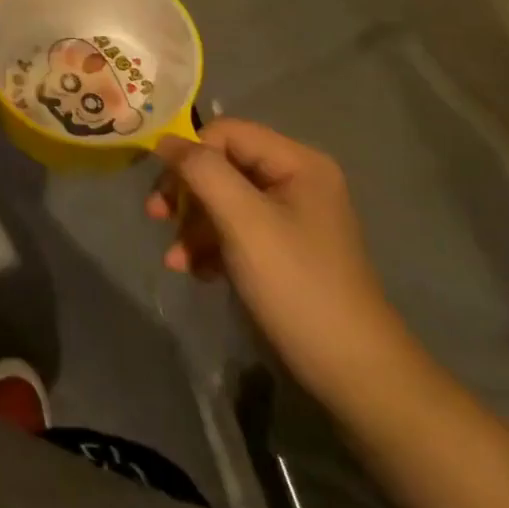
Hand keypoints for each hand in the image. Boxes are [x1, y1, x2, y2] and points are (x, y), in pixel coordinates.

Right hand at [148, 118, 412, 409]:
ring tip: (175, 259)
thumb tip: (163, 139)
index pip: (224, 132)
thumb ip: (202, 171)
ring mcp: (290, 217)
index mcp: (298, 163)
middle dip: (186, 193)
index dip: (189, 155)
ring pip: (222, 199)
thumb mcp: (243, 221)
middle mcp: (296, 181)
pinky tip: (195, 271)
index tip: (165, 192)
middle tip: (156, 216)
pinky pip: (234, 229)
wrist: (353, 375)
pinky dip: (209, 245)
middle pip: (220, 165)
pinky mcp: (282, 249)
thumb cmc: (296, 286)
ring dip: (192, 225)